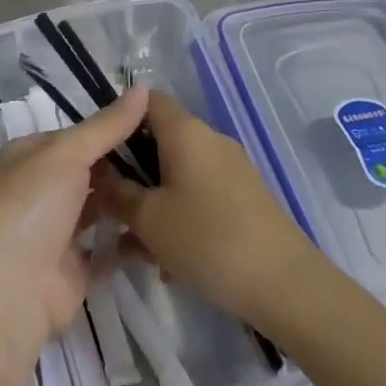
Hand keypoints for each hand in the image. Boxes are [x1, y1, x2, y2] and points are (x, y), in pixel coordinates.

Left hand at [0, 88, 150, 382]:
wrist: (11, 288)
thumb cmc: (33, 204)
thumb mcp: (68, 153)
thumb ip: (107, 126)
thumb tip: (143, 87)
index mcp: (30, 155)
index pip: (77, 136)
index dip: (112, 130)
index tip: (155, 126)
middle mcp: (41, 189)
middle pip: (90, 172)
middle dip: (125, 167)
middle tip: (174, 158)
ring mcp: (57, 231)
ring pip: (100, 209)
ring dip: (129, 202)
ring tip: (175, 189)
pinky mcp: (75, 268)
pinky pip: (109, 248)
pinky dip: (131, 240)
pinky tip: (165, 228)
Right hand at [94, 89, 321, 331]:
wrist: (286, 285)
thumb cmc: (207, 240)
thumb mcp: (148, 219)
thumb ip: (118, 194)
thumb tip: (100, 175)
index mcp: (185, 131)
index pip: (146, 100)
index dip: (119, 118)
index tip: (99, 152)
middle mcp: (209, 140)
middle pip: (160, 141)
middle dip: (133, 172)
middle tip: (110, 206)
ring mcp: (231, 169)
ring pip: (178, 174)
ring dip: (154, 201)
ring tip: (135, 246)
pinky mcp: (245, 198)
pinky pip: (200, 195)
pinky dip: (180, 216)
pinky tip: (168, 261)